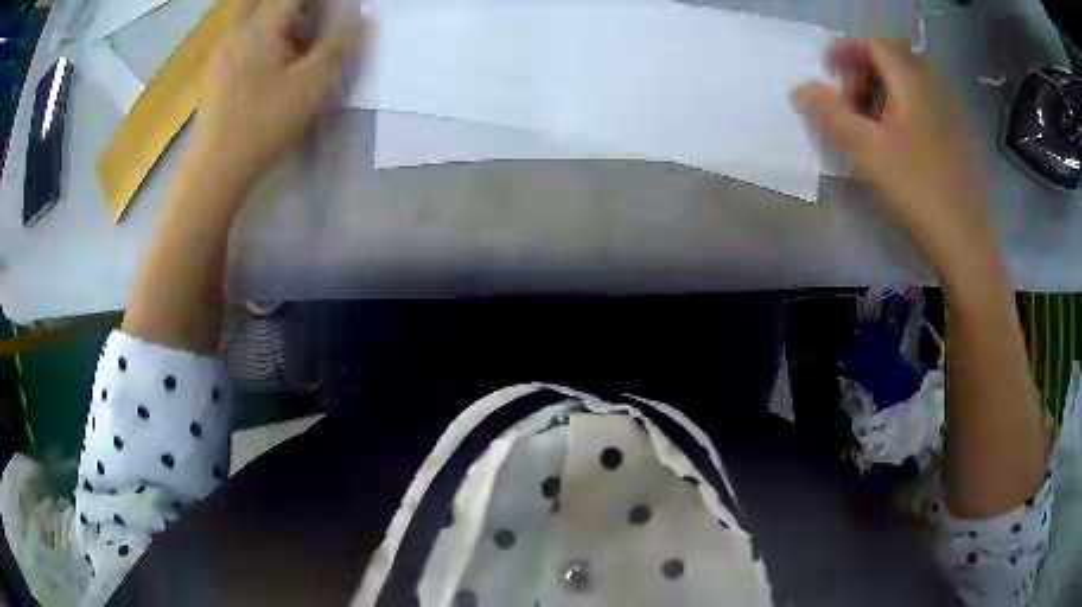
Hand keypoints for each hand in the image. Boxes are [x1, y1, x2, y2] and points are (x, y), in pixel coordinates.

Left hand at [184, 0, 365, 188]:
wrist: (215, 168)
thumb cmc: (264, 123)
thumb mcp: (311, 86)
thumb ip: (338, 46)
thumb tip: (361, 17)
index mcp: (261, 27)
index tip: (334, 7)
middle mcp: (238, 32)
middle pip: (260, 0)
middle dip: (289, 5)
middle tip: (309, 16)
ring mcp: (222, 53)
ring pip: (248, 18)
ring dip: (274, 18)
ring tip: (296, 37)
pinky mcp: (215, 74)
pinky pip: (239, 38)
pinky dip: (259, 36)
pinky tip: (269, 60)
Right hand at [792, 39, 993, 279]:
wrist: (962, 240)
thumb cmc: (914, 190)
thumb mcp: (865, 150)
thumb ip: (828, 114)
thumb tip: (800, 90)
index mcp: (912, 83)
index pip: (874, 43)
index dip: (847, 49)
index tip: (827, 69)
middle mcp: (933, 88)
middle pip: (892, 60)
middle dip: (864, 72)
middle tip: (848, 101)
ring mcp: (948, 113)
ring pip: (908, 84)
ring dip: (882, 92)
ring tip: (869, 124)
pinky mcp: (955, 137)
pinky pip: (923, 106)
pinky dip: (902, 109)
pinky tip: (897, 141)